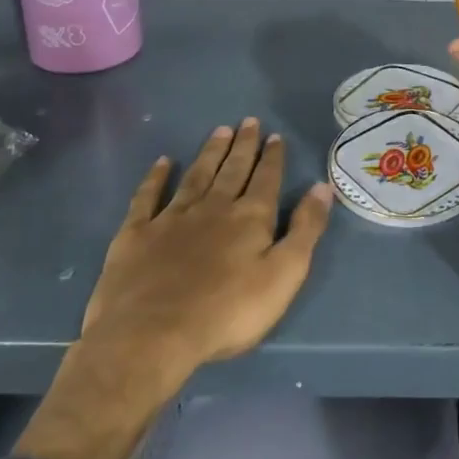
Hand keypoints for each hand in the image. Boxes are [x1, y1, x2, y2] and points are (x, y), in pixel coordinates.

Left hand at [14, 119, 332, 458]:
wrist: (151, 336)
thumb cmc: (227, 312)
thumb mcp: (284, 274)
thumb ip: (305, 229)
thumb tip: (322, 187)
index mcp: (250, 218)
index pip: (266, 179)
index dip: (272, 158)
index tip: (275, 135)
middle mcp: (213, 208)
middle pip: (232, 170)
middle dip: (243, 146)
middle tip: (248, 121)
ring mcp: (172, 219)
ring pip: (196, 176)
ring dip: (209, 153)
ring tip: (219, 131)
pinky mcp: (136, 235)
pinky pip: (147, 197)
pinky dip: (156, 178)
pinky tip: (163, 163)